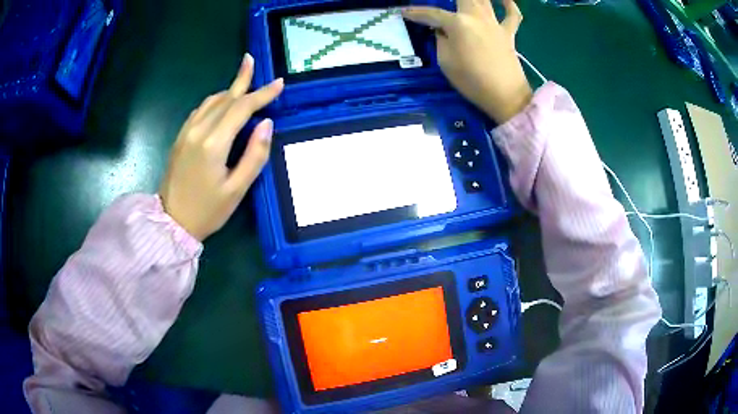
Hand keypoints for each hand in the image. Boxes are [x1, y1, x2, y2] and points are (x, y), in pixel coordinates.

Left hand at [159, 54, 283, 240]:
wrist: (171, 222)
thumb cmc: (207, 211)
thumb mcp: (237, 189)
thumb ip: (254, 155)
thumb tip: (267, 124)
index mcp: (213, 143)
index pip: (241, 108)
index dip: (262, 94)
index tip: (279, 83)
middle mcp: (198, 131)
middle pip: (225, 99)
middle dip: (243, 80)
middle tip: (252, 60)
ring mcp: (186, 133)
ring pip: (211, 102)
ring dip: (229, 91)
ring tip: (243, 84)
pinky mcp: (180, 138)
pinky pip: (200, 111)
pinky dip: (215, 102)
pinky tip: (222, 104)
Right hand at [403, 0, 531, 122]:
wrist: (506, 96)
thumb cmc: (472, 81)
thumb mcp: (445, 62)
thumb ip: (440, 40)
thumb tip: (441, 30)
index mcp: (458, 23)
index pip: (431, 14)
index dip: (415, 13)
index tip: (402, 11)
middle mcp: (476, 17)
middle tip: (439, 1)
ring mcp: (495, 23)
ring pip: (484, 0)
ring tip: (464, 0)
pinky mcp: (509, 33)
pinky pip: (512, 14)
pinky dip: (509, 4)